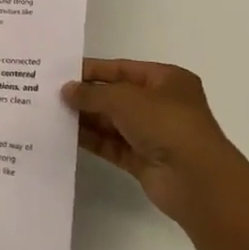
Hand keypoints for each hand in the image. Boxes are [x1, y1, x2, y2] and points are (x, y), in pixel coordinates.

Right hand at [63, 59, 248, 224]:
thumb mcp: (125, 99)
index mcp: (166, 79)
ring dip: (86, 118)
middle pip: (116, 96)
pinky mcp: (144, 161)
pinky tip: (67, 135)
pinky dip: (92, 140)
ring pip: (113, 122)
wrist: (196, 180)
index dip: (93, 70)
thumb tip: (66, 91)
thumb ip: (92, 93)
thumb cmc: (166, 123)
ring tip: (53, 112)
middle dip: (87, 95)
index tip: (63, 72)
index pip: (123, 69)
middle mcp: (161, 104)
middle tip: (51, 93)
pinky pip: (112, 145)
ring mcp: (153, 134)